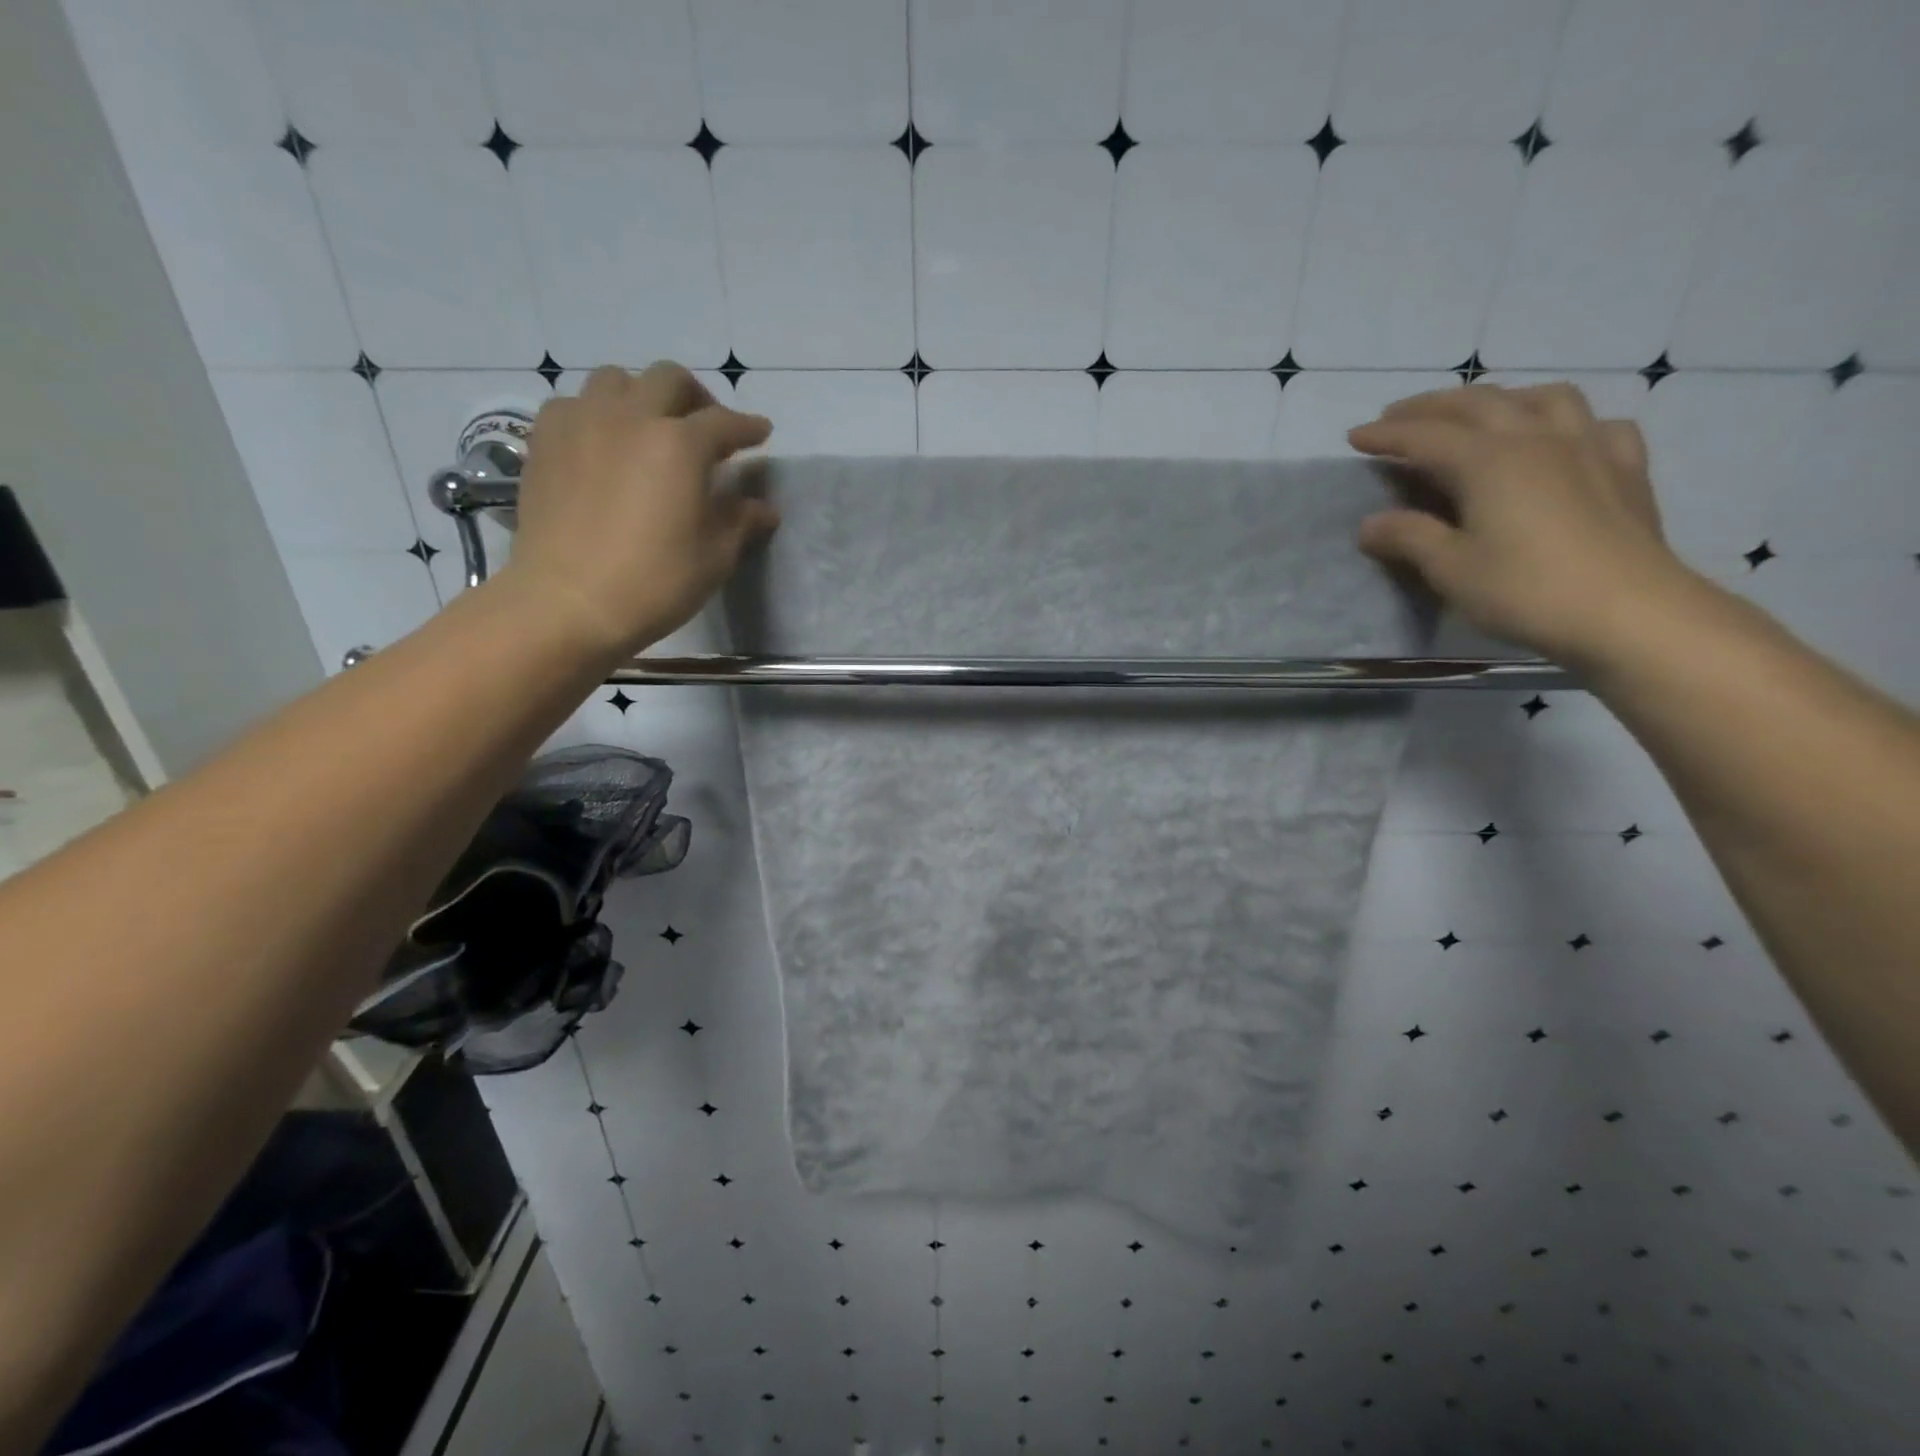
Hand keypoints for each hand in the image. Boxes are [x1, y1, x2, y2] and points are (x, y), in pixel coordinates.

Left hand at [497, 362, 776, 656]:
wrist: (567, 602)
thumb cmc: (654, 583)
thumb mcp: (713, 558)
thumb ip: (739, 522)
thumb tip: (762, 508)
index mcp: (680, 445)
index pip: (725, 423)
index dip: (748, 427)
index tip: (761, 432)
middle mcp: (631, 417)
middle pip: (670, 380)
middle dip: (697, 397)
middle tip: (707, 427)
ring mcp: (582, 423)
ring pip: (616, 380)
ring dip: (643, 396)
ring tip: (650, 428)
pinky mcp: (545, 440)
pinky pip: (574, 404)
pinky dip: (597, 413)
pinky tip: (603, 442)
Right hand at [1347, 382, 1700, 666]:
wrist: (1628, 611)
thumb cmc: (1525, 590)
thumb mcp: (1451, 568)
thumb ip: (1409, 537)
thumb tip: (1371, 524)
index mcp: (1488, 461)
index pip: (1425, 436)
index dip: (1386, 434)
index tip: (1354, 436)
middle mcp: (1537, 438)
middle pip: (1479, 403)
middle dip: (1432, 406)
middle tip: (1398, 417)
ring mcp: (1589, 447)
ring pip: (1543, 398)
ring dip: (1502, 399)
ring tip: (1479, 415)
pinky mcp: (1625, 468)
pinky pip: (1596, 424)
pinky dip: (1566, 423)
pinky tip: (1560, 440)